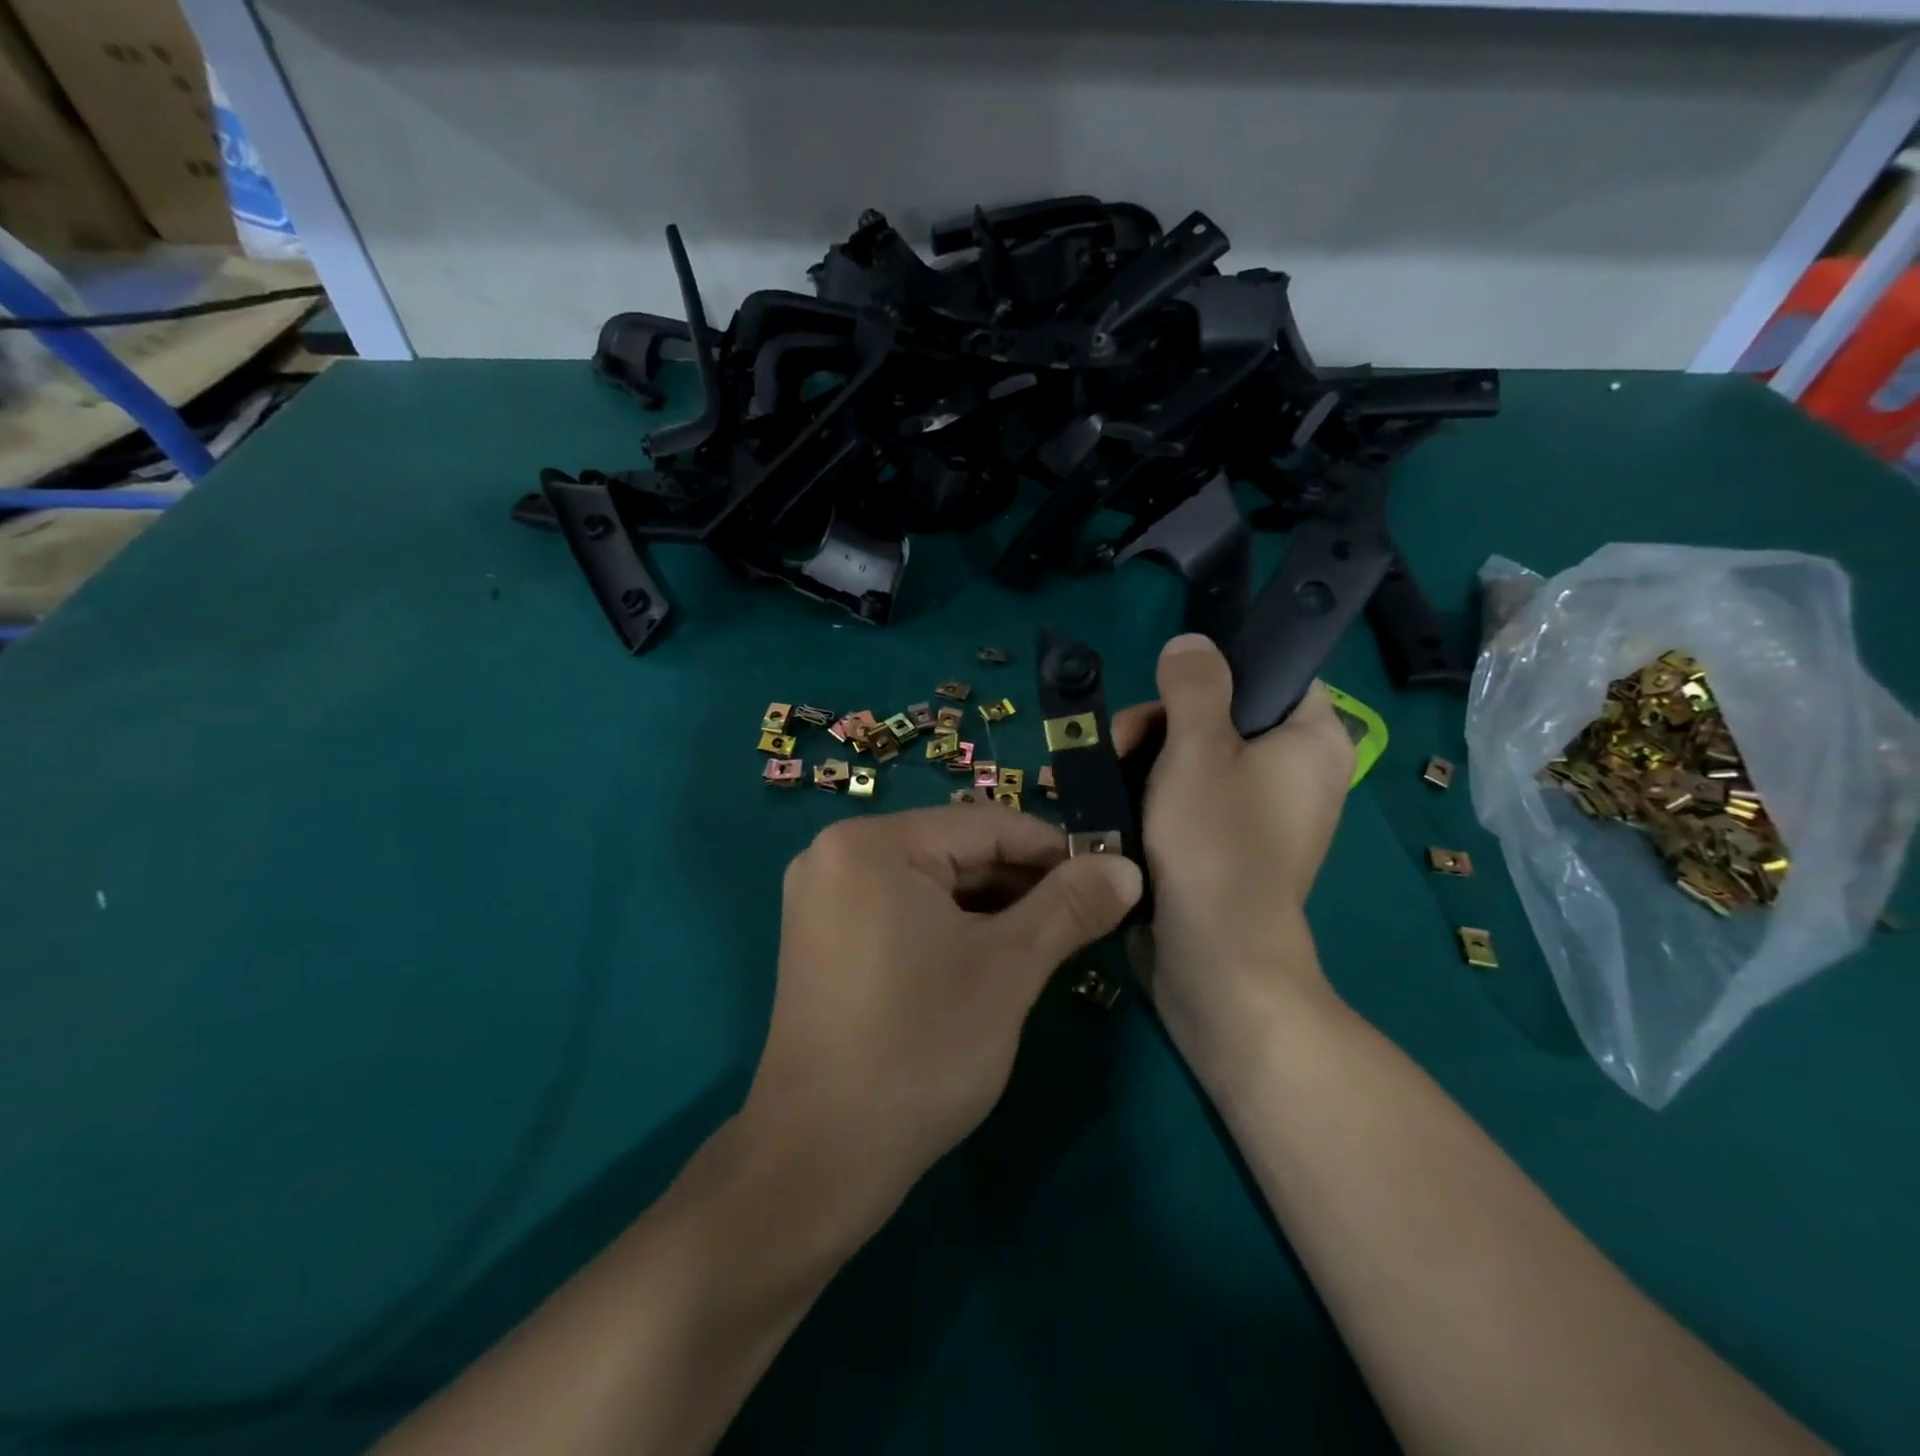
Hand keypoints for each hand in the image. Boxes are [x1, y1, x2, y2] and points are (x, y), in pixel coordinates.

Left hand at [738, 805, 1141, 1248]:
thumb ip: (1070, 906)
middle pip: (955, 851)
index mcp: (871, 844)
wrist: (819, 1157)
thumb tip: (1126, 867)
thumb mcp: (1008, 970)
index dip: (1053, 850)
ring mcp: (823, 897)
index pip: (984, 826)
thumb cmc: (920, 1049)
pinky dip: (952, 927)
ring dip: (993, 908)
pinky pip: (902, 910)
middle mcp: (836, 854)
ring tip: (1050, 940)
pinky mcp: (822, 937)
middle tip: (1085, 917)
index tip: (1108, 877)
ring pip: (931, 883)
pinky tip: (993, 957)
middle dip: (1023, 883)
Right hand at [1115, 634, 1354, 1054]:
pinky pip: (1191, 800)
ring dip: (1147, 760)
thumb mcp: (1197, 747)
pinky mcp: (1228, 846)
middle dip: (1164, 723)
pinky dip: (1155, 796)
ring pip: (1198, 759)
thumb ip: (1195, 684)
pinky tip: (1116, 804)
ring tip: (1105, 778)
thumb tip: (1192, 644)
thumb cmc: (1215, 841)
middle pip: (1225, 716)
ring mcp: (1260, 814)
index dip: (1225, 670)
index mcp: (1313, 741)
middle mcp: (1297, 774)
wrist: (1214, 958)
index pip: (1279, 675)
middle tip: (1122, 742)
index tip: (1172, 688)